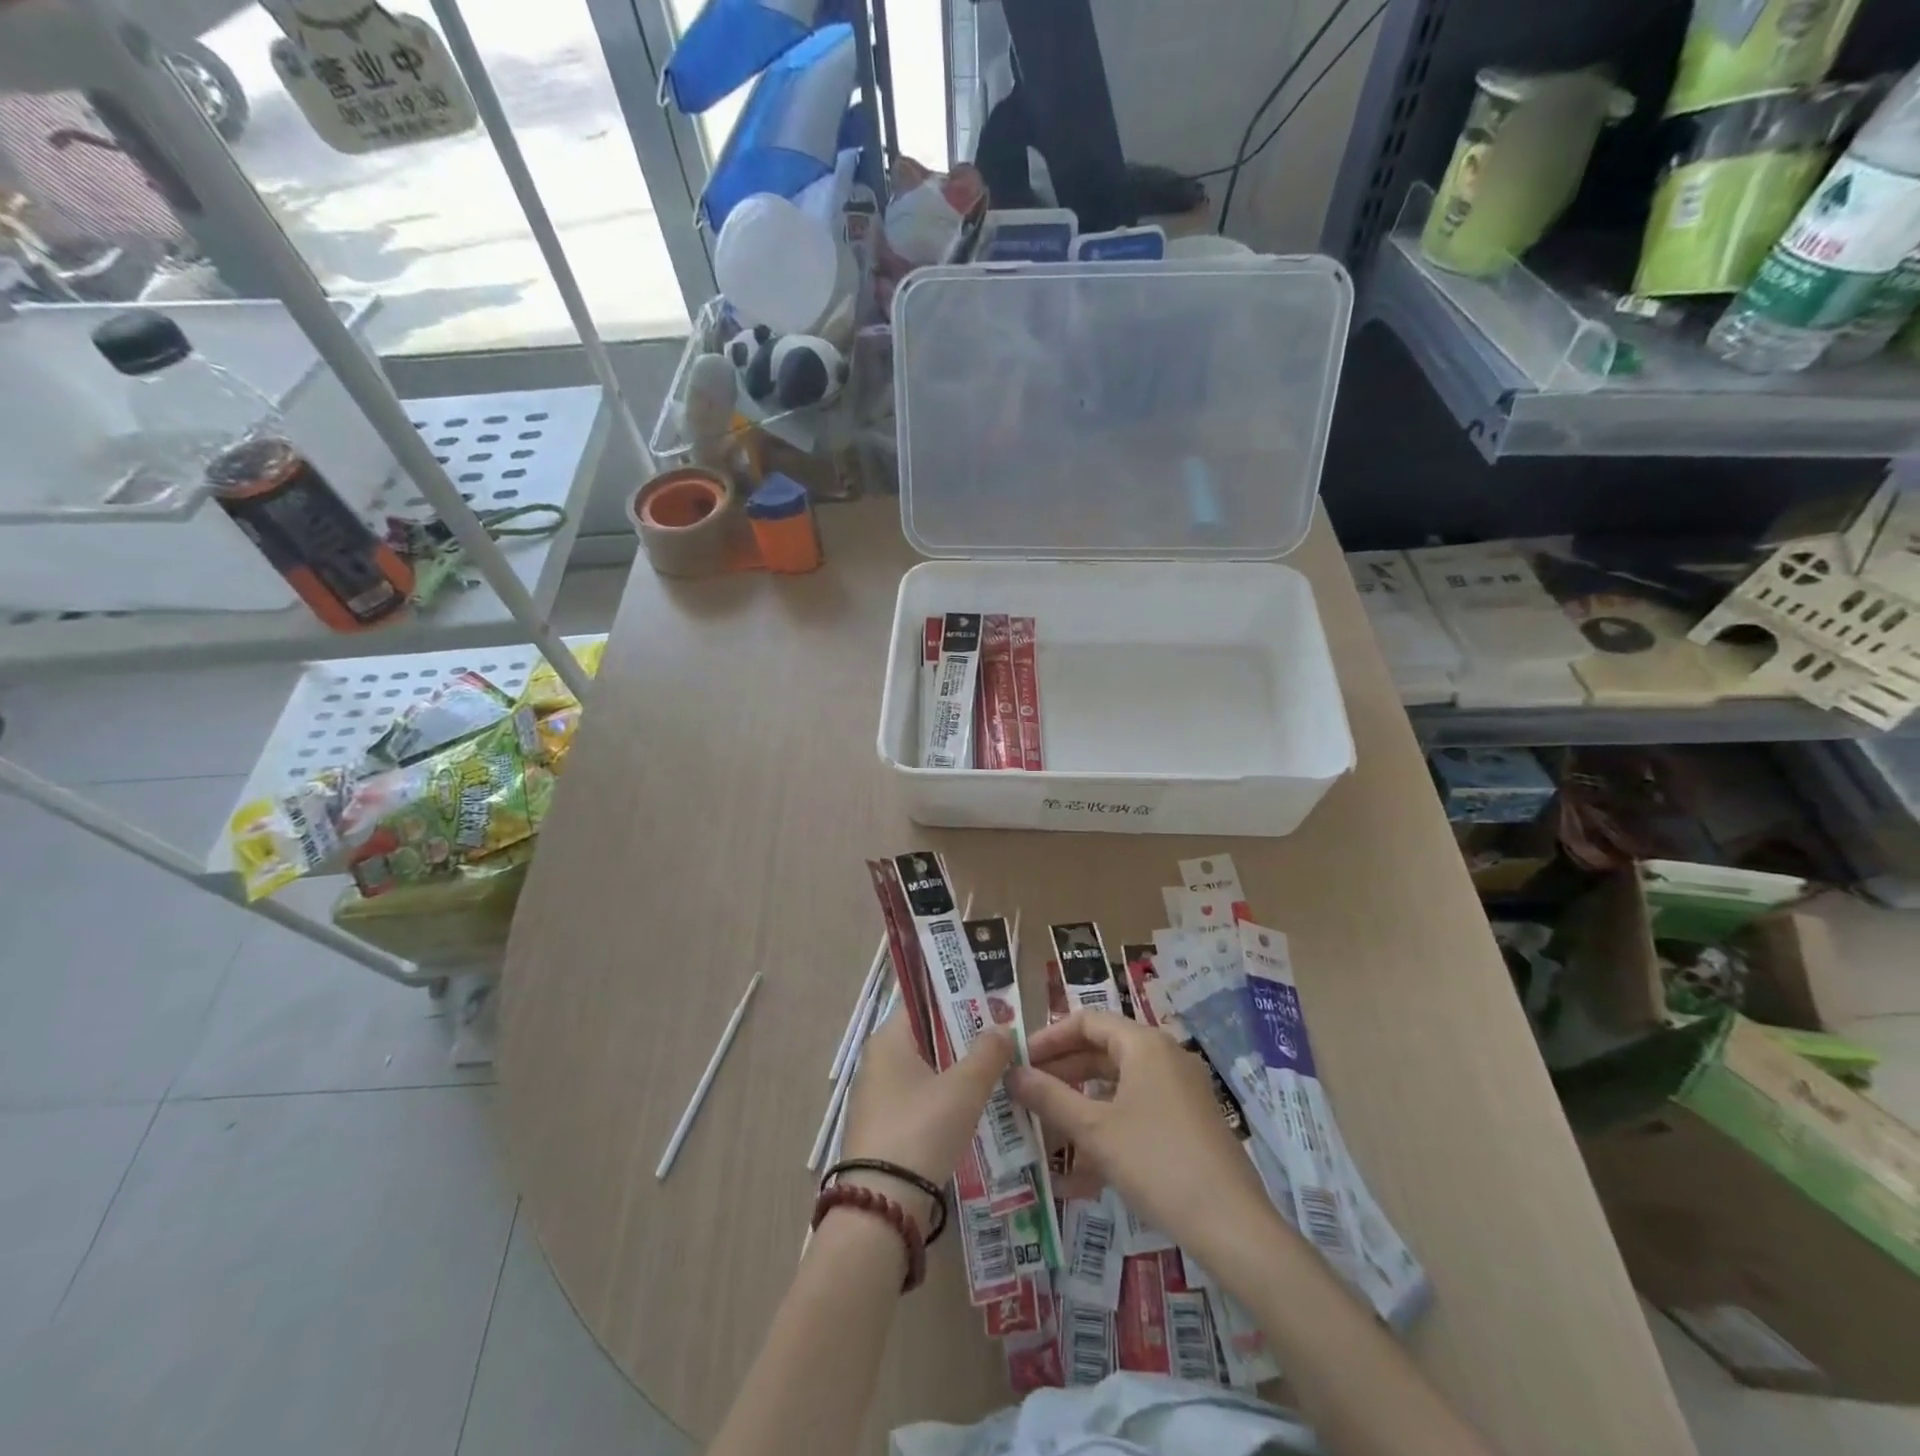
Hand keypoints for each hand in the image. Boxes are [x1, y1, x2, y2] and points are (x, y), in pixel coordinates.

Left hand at [839, 1009, 1014, 1221]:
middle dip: (964, 1038)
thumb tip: (1003, 1026)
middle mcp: (877, 1061)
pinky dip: (945, 1100)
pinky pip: (920, 1101)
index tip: (992, 1003)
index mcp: (889, 1040)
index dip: (958, 1000)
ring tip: (998, 1073)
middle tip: (1003, 1039)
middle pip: (927, 1037)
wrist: (881, 1207)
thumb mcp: (964, 1088)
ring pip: (926, 1072)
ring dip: (957, 1072)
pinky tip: (974, 1111)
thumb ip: (987, 1053)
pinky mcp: (883, 1130)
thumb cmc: (921, 1130)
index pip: (924, 1004)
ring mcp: (878, 1098)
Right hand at [1009, 1010, 1272, 1255]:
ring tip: (1046, 1134)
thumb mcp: (1094, 1129)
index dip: (1049, 1037)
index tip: (1020, 1061)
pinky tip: (1079, 1174)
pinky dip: (1107, 1131)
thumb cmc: (1156, 1162)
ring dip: (1080, 1107)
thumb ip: (1049, 1096)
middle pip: (1102, 1052)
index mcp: (1144, 1044)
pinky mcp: (1189, 1124)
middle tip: (1026, 1095)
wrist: (1232, 1225)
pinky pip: (1137, 1113)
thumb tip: (1012, 1073)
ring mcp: (1180, 1091)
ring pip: (1118, 1087)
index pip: (1086, 1021)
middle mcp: (1164, 1057)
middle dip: (1062, 1074)